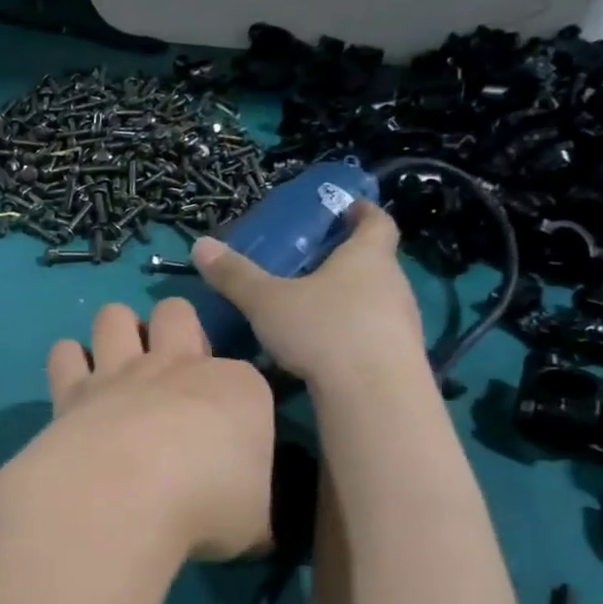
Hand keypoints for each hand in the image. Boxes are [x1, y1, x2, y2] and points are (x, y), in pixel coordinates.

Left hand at [0, 298, 275, 563]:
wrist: (124, 496)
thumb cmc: (206, 507)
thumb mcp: (256, 523)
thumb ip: (254, 510)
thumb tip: (253, 523)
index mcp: (237, 388)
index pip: (247, 374)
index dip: (237, 398)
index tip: (230, 431)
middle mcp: (177, 366)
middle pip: (176, 312)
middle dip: (172, 327)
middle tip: (170, 372)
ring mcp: (120, 372)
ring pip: (113, 316)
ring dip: (115, 333)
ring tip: (116, 368)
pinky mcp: (71, 390)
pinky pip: (64, 353)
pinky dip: (68, 364)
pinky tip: (74, 387)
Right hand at [191, 201, 425, 391]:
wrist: (375, 396)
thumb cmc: (324, 330)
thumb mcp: (267, 301)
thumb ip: (235, 275)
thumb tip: (201, 245)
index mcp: (367, 257)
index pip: (376, 221)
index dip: (362, 211)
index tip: (347, 208)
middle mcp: (392, 283)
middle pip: (374, 261)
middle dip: (345, 260)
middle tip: (310, 263)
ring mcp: (401, 322)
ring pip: (373, 300)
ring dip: (347, 300)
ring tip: (310, 308)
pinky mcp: (398, 358)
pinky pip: (371, 334)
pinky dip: (349, 334)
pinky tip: (321, 350)